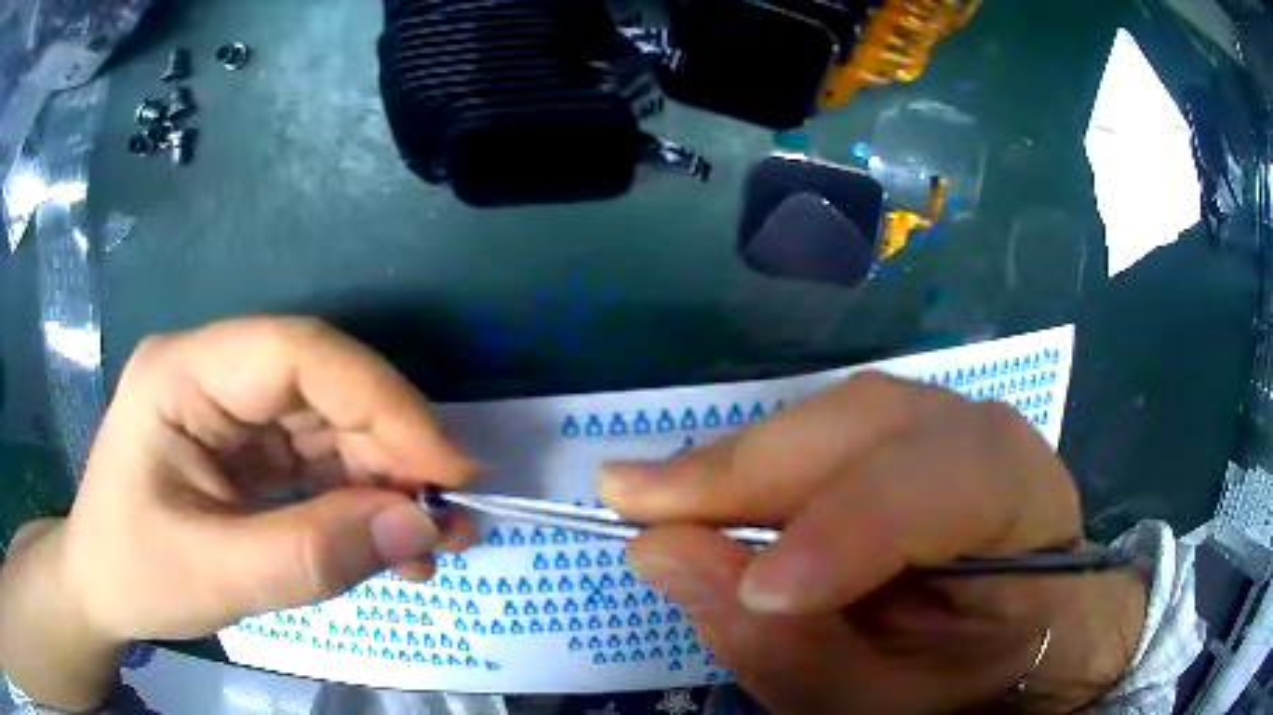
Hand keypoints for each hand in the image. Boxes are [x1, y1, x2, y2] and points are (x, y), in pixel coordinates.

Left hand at [0, 318, 475, 709]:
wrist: (101, 587)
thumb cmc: (134, 572)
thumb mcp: (216, 576)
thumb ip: (313, 556)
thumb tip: (420, 530)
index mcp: (183, 374)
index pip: (297, 353)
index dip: (381, 401)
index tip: (448, 469)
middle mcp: (213, 374)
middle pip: (323, 389)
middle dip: (393, 453)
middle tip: (452, 518)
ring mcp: (231, 410)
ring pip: (330, 426)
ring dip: (386, 484)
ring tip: (432, 545)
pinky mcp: (246, 448)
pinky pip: (318, 462)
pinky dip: (360, 503)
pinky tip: (389, 545)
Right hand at [603, 373, 1146, 714]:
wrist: (1026, 641)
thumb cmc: (969, 682)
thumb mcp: (885, 703)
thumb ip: (792, 653)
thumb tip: (664, 554)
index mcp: (1026, 507)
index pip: (950, 483)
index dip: (850, 528)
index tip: (752, 590)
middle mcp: (992, 439)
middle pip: (876, 424)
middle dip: (755, 468)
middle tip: (635, 502)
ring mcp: (951, 426)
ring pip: (840, 415)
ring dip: (744, 459)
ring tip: (660, 497)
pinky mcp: (912, 436)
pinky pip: (828, 429)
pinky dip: (762, 460)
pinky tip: (711, 489)